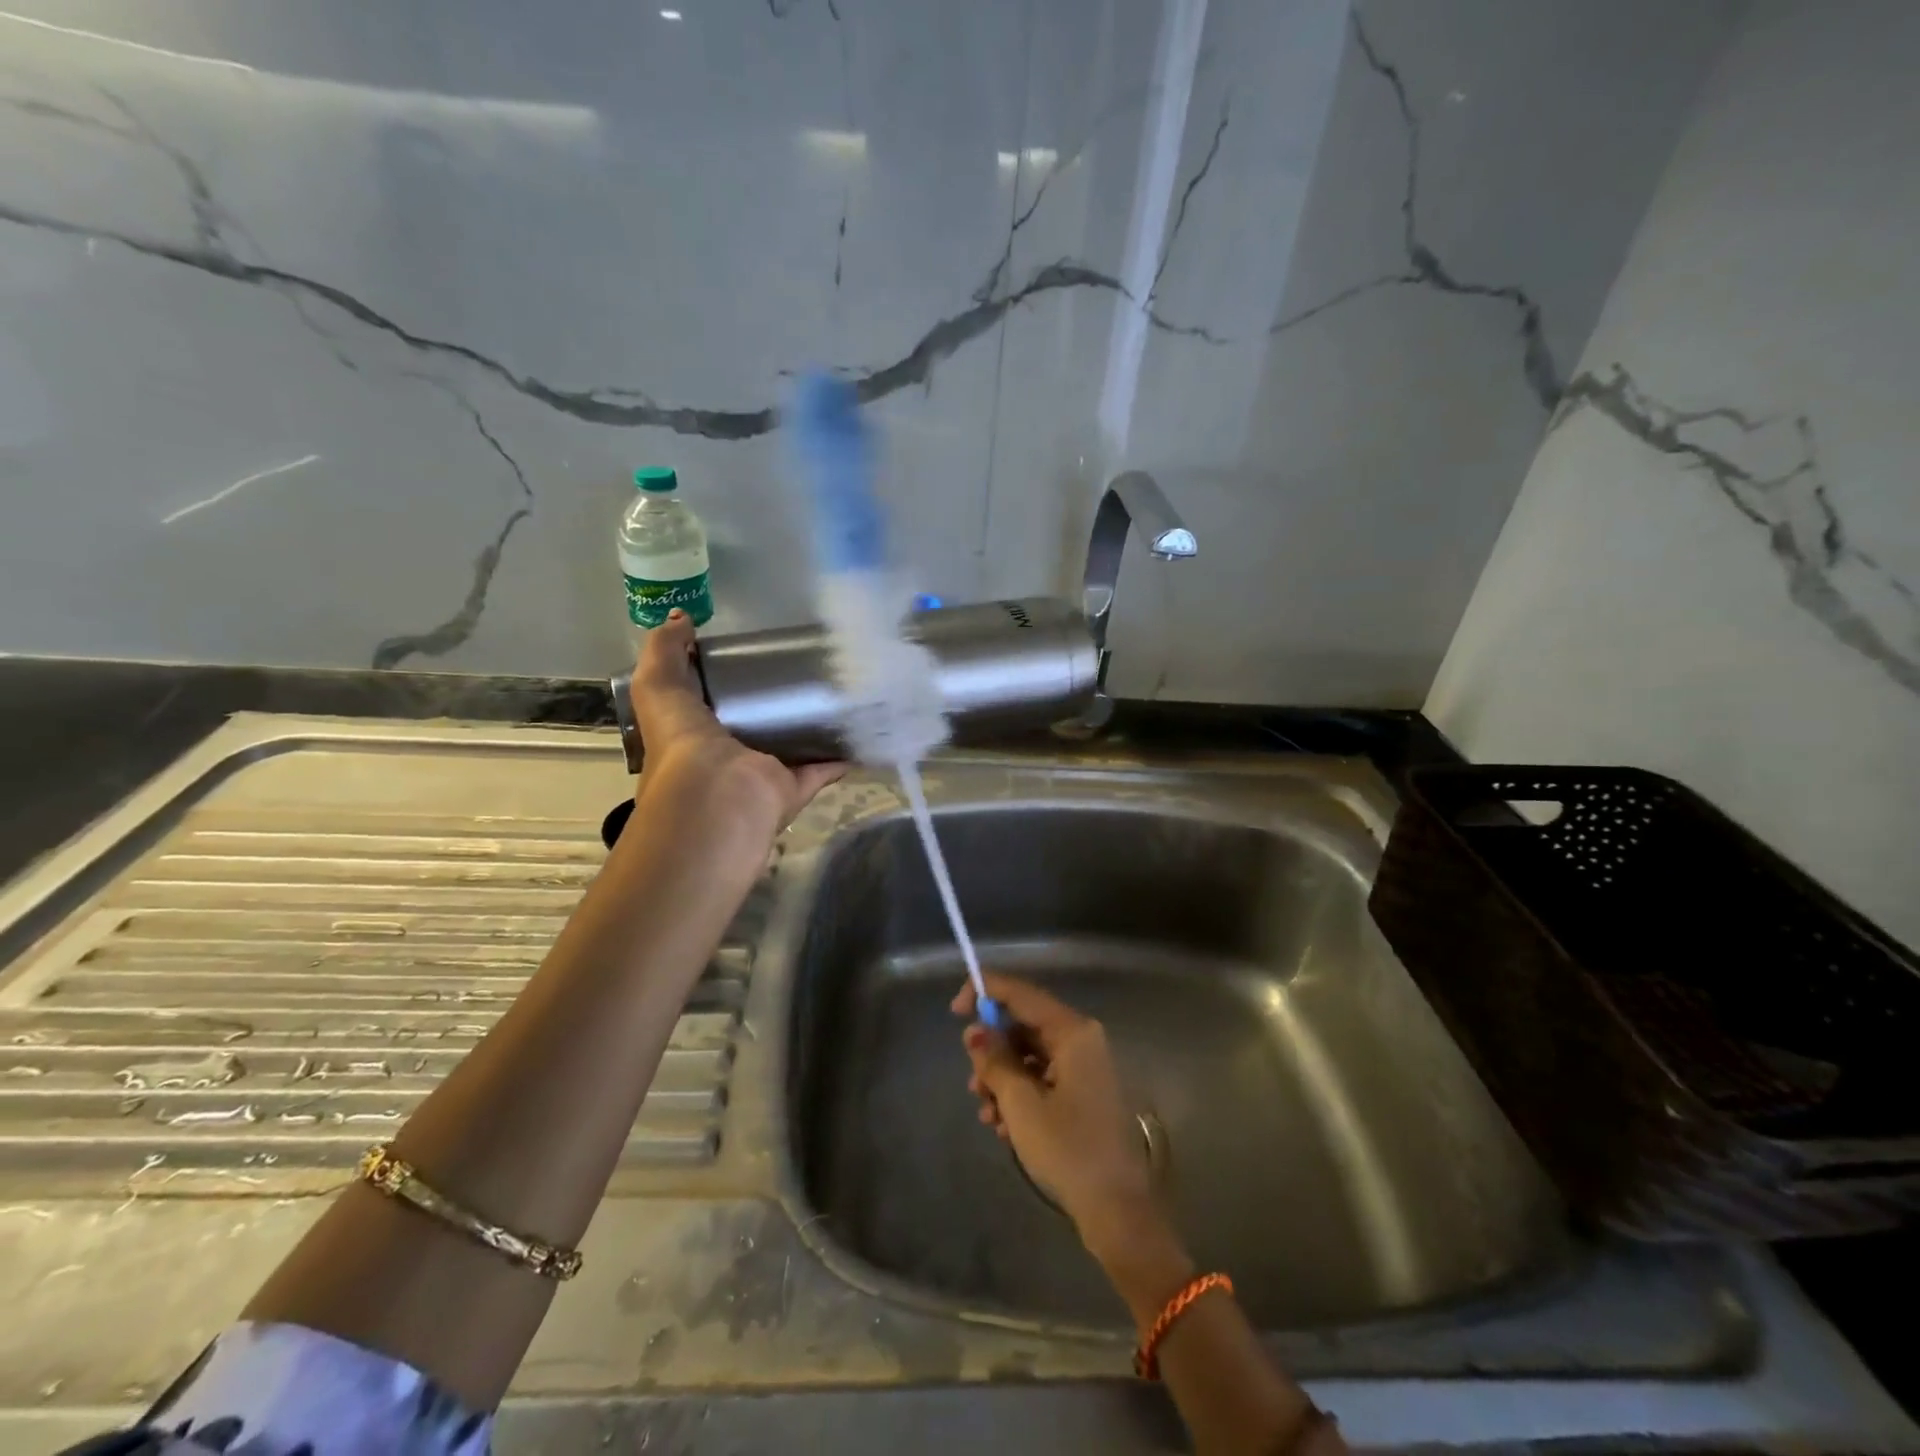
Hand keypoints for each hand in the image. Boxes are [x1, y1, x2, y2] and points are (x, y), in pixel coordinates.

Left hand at [628, 610, 845, 831]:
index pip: (709, 702)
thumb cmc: (681, 741)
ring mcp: (762, 774)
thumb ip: (665, 650)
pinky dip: (841, 756)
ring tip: (837, 696)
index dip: (725, 677)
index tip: (751, 651)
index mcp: (693, 733)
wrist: (715, 796)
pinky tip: (859, 732)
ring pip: (791, 747)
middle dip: (774, 703)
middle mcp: (727, 756)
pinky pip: (822, 769)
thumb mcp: (657, 685)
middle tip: (803, 668)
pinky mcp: (794, 787)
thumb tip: (682, 618)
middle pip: (755, 725)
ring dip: (810, 729)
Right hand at [952, 974, 1162, 1253]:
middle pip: (1024, 1025)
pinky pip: (1041, 1077)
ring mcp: (1083, 1066)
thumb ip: (994, 1060)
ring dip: (1001, 1078)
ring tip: (987, 1116)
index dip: (984, 992)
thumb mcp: (1021, 1104)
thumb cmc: (1068, 1149)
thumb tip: (975, 1031)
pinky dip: (1018, 1094)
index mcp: (1073, 1031)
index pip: (1021, 993)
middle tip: (973, 1083)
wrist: (1116, 1209)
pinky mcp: (1081, 1092)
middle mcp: (1081, 1039)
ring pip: (1028, 1054)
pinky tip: (1002, 1127)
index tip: (955, 1012)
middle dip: (992, 1051)